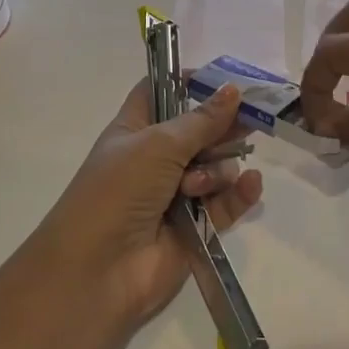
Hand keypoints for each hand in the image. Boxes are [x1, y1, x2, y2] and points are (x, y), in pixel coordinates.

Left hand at [40, 80, 265, 326]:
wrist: (98, 269)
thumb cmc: (118, 191)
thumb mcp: (157, 145)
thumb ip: (201, 120)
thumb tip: (233, 90)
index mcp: (135, 130)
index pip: (162, 92)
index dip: (189, 82)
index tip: (225, 80)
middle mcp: (156, 159)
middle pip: (200, 130)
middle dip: (223, 126)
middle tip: (250, 121)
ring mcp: (177, 193)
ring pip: (217, 166)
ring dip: (217, 170)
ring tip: (198, 187)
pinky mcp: (197, 226)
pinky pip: (227, 202)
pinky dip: (240, 193)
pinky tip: (251, 185)